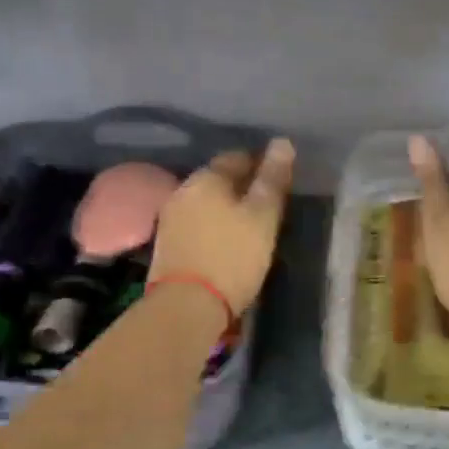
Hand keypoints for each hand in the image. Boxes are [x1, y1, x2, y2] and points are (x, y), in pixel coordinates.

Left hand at [150, 139, 295, 314]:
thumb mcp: (263, 217)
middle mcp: (184, 189)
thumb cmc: (232, 257)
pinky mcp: (166, 244)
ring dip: (225, 208)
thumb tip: (282, 142)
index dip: (261, 165)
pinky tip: (224, 242)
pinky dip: (212, 227)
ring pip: (206, 202)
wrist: (186, 306)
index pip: (239, 157)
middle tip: (266, 206)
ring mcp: (171, 217)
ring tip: (248, 226)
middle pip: (219, 179)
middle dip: (241, 187)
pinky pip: (196, 224)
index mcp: (208, 177)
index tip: (278, 183)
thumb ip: (272, 179)